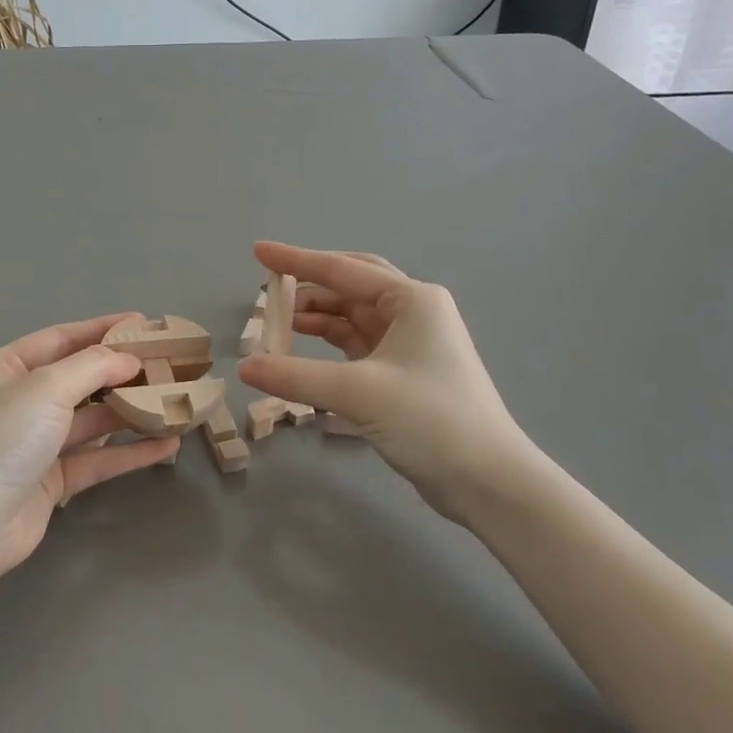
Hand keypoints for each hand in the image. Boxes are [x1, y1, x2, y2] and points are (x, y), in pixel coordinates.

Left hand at [0, 315, 179, 583]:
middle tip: (167, 364)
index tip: (143, 324)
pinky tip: (165, 446)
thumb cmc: (2, 441)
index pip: (60, 339)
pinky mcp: (50, 480)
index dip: (102, 329)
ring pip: (90, 420)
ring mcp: (34, 443)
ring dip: (129, 411)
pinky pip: (95, 457)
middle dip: (121, 372)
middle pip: (78, 379)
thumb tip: (128, 359)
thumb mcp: (46, 388)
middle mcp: (17, 402)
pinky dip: (128, 451)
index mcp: (4, 369)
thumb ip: (92, 367)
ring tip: (173, 401)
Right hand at [238, 243, 536, 523]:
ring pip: (352, 316)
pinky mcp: (403, 373)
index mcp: (412, 299)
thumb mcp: (358, 393)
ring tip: (277, 324)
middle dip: (308, 286)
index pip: (342, 270)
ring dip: (316, 318)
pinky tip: (303, 350)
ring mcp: (410, 343)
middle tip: (268, 289)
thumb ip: (295, 376)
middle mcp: (413, 312)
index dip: (296, 260)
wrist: (488, 480)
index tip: (258, 252)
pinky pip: (357, 345)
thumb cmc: (431, 420)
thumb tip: (245, 367)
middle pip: (350, 286)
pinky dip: (328, 344)